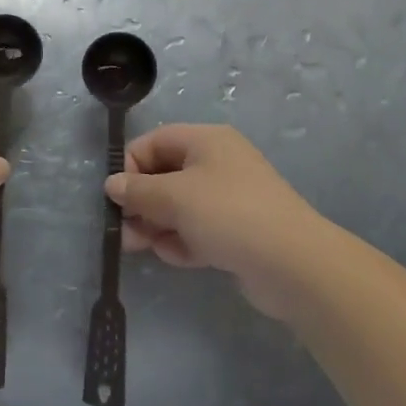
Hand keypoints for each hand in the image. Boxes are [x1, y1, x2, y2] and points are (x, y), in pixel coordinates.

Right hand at [109, 124, 325, 318]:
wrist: (294, 265)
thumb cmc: (229, 214)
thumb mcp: (175, 197)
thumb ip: (138, 191)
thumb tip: (112, 184)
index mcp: (206, 140)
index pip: (155, 142)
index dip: (131, 165)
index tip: (116, 196)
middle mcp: (218, 164)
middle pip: (165, 176)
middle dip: (142, 203)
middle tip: (123, 231)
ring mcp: (229, 199)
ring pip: (179, 207)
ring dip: (158, 226)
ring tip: (145, 248)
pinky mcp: (237, 232)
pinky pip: (198, 230)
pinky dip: (183, 242)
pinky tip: (177, 257)